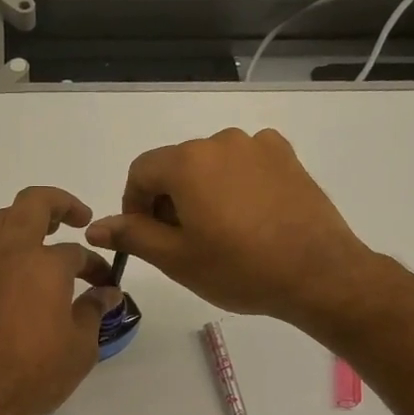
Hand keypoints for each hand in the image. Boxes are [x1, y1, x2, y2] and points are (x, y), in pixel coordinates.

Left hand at [0, 186, 121, 414]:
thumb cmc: (38, 374)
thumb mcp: (81, 346)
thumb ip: (93, 310)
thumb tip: (107, 293)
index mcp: (45, 265)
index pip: (77, 254)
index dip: (95, 267)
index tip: (105, 285)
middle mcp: (9, 255)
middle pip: (32, 206)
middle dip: (59, 204)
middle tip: (77, 218)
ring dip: (20, 220)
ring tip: (38, 235)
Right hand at [85, 127, 371, 324]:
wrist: (318, 273)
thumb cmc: (239, 269)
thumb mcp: (176, 259)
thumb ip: (132, 236)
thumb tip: (95, 226)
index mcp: (188, 161)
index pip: (140, 172)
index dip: (134, 206)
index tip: (146, 238)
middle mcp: (221, 141)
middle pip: (176, 166)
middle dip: (168, 201)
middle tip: (182, 245)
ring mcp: (258, 145)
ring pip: (210, 166)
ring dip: (201, 193)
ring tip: (218, 235)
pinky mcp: (286, 156)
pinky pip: (243, 165)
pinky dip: (234, 186)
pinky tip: (248, 219)